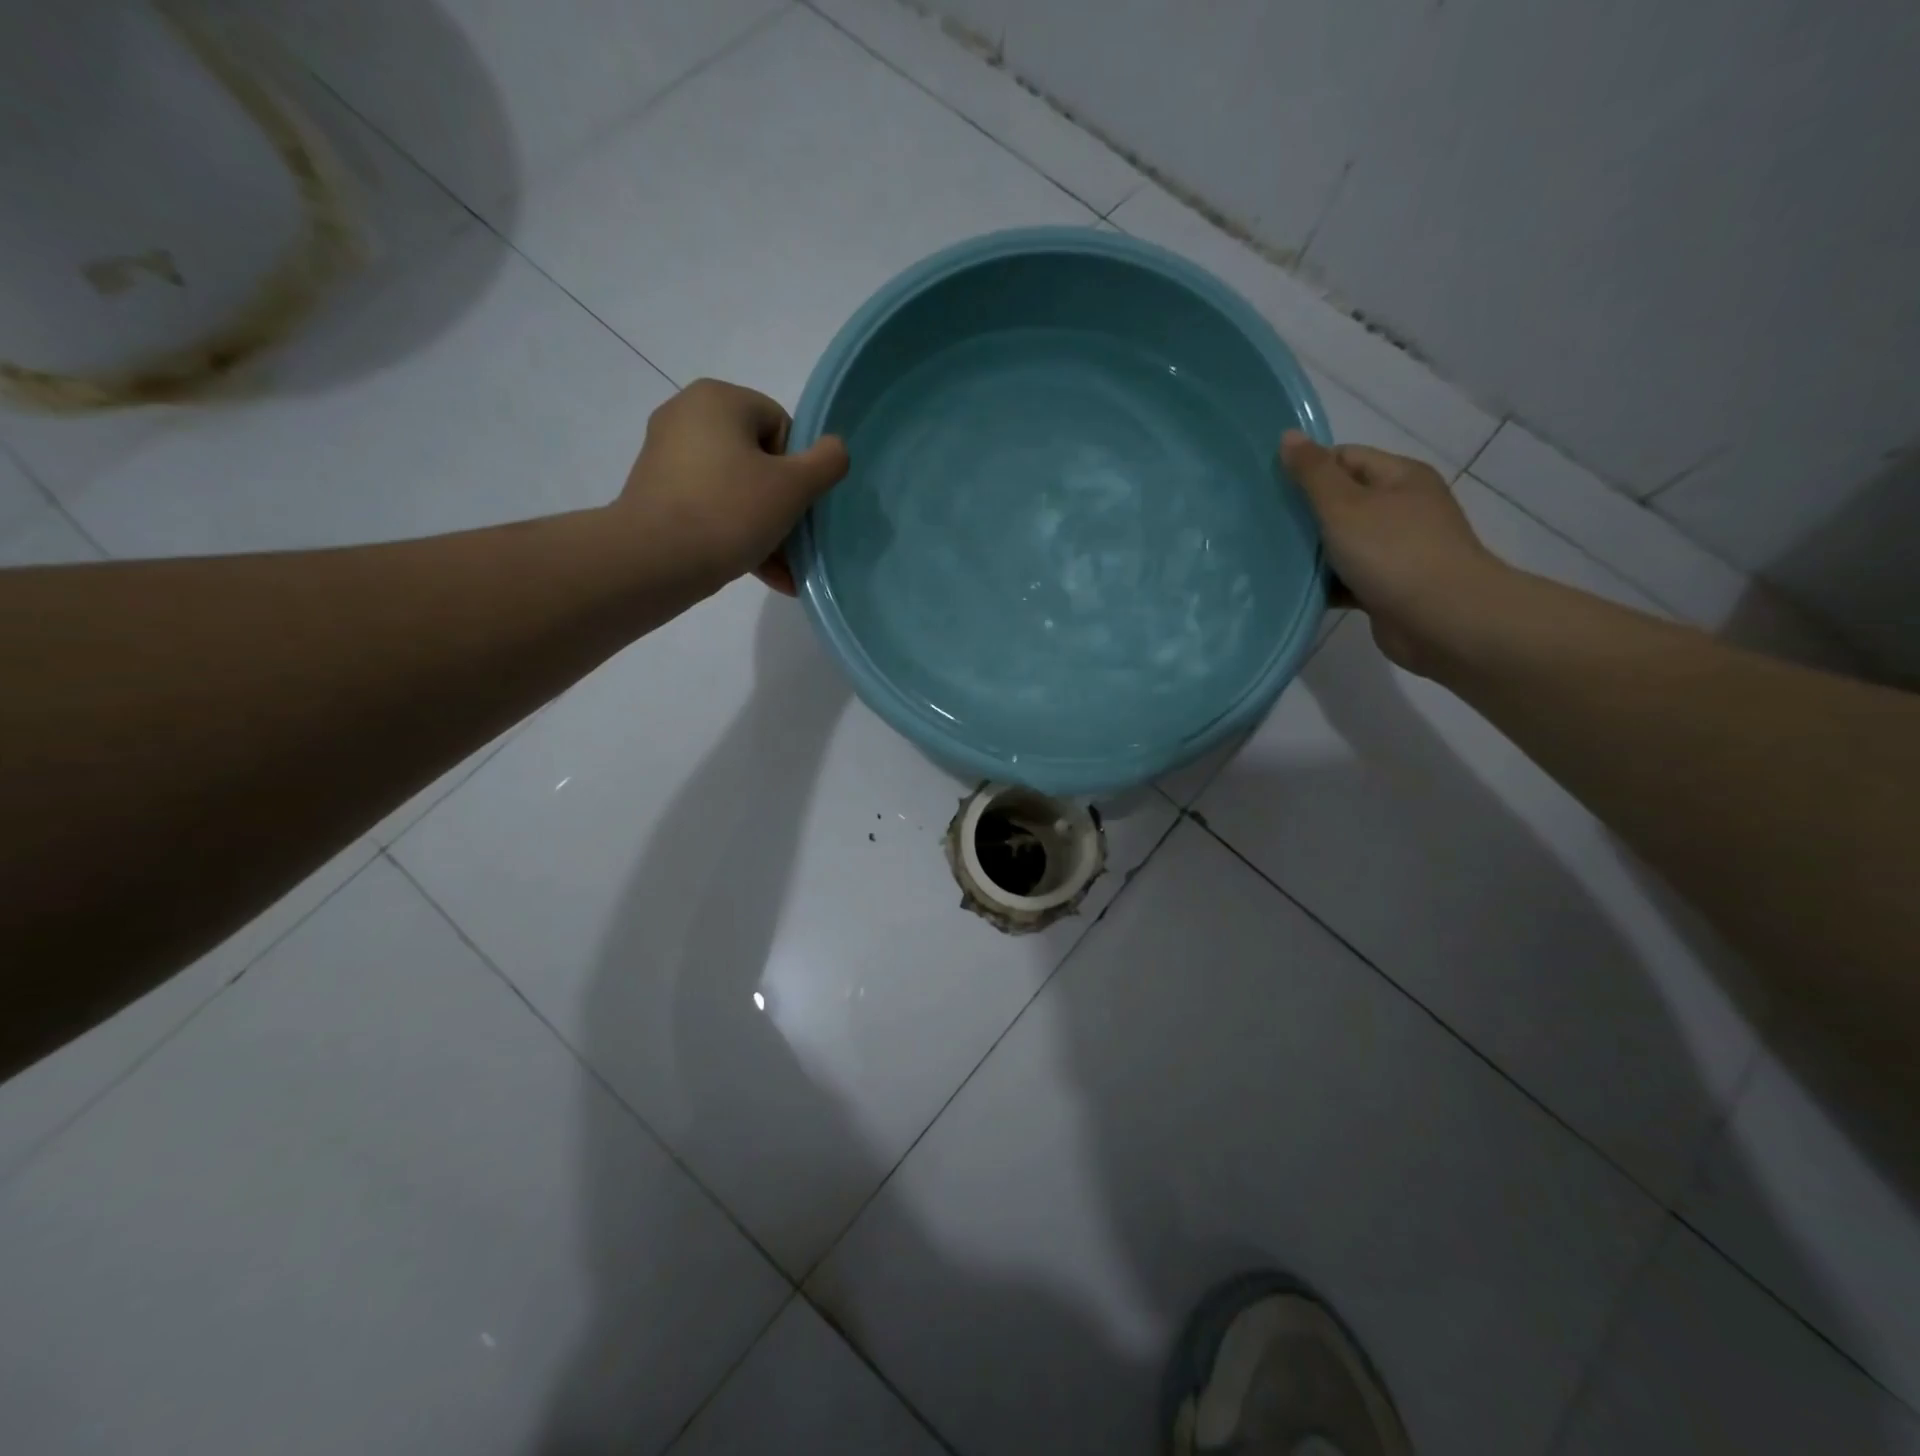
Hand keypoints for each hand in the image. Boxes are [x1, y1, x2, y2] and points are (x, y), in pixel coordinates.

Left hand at [617, 379, 849, 594]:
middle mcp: (687, 416)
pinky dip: (736, 535)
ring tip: (784, 570)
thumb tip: (835, 449)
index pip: (780, 426)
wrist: (653, 561)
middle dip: (783, 506)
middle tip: (795, 542)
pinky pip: (710, 508)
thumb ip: (827, 462)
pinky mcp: (656, 494)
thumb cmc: (729, 512)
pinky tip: (763, 573)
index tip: (796, 504)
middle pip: (759, 460)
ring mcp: (667, 456)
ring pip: (736, 490)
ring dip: (766, 529)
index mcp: (718, 399)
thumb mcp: (793, 487)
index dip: (798, 468)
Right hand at [1280, 431, 1509, 673]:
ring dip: (1311, 552)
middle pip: (1342, 501)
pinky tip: (1292, 590)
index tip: (1270, 491)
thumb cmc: (1393, 552)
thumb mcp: (1345, 505)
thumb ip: (1313, 473)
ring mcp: (1397, 550)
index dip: (1308, 469)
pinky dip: (1324, 583)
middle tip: (1262, 526)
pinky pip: (1346, 578)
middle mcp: (1402, 508)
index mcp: (1400, 477)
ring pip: (1342, 543)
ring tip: (1268, 559)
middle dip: (1305, 513)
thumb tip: (1288, 436)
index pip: (1346, 459)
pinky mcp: (1387, 588)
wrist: (1443, 620)